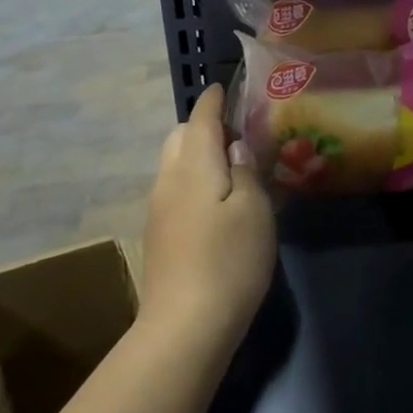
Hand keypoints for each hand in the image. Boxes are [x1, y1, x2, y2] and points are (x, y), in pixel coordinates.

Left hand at [141, 84, 276, 342]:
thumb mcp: (254, 210)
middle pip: (179, 138)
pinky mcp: (160, 236)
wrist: (185, 327)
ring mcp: (159, 210)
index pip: (200, 118)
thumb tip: (237, 147)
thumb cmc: (229, 260)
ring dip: (199, 156)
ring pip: (175, 165)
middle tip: (240, 137)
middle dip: (203, 127)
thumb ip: (246, 171)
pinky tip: (219, 202)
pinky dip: (195, 180)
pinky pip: (175, 189)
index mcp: (193, 165)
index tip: (226, 86)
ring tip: (234, 168)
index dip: (214, 100)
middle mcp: (168, 180)